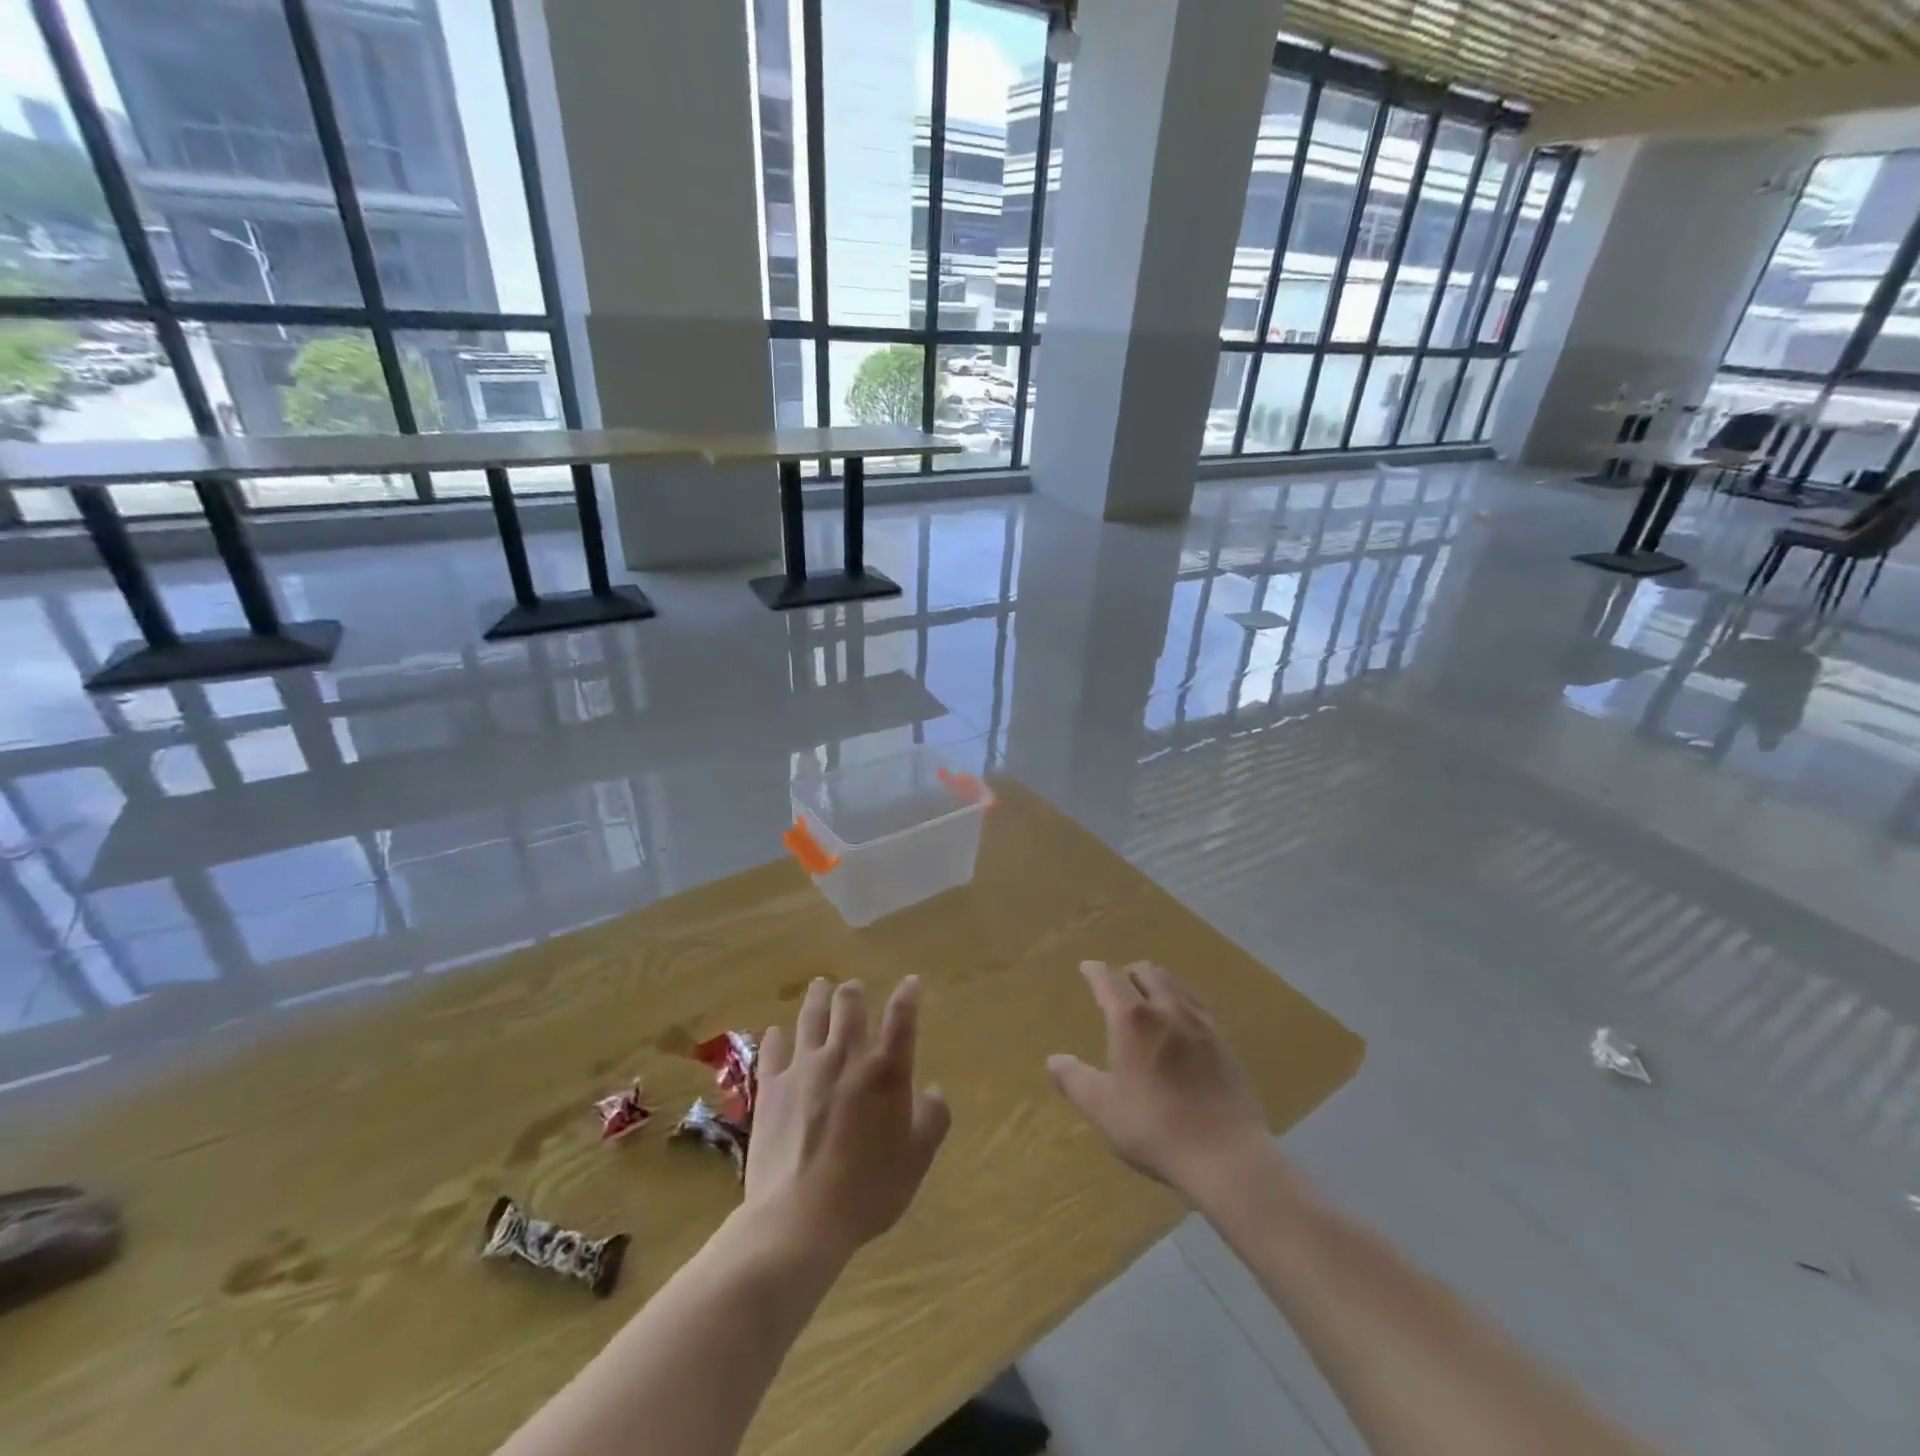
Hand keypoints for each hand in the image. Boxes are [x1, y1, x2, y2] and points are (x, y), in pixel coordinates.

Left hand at [744, 976, 950, 1263]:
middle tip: (854, 987)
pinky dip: (776, 1037)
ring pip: (811, 1016)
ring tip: (820, 985)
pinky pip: (772, 1050)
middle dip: (854, 992)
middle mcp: (845, 1056)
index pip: (901, 1017)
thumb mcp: (918, 1157)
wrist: (801, 1218)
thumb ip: (933, 1117)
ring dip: (818, 997)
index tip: (911, 983)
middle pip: (849, 1006)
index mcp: (886, 1069)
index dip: (908, 995)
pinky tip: (776, 1032)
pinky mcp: (771, 1087)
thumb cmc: (869, 1188)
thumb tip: (933, 1090)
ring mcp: (804, 1068)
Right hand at [1048, 961, 1269, 1198]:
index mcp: (1131, 1019)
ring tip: (1149, 998)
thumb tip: (1054, 1060)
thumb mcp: (1103, 1109)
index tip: (1087, 968)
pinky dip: (1181, 999)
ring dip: (1157, 981)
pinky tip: (1181, 1020)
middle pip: (1146, 972)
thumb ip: (1075, 1080)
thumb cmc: (1155, 1128)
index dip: (1095, 971)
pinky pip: (1197, 1003)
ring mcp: (1199, 1022)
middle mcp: (1166, 1009)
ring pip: (1175, 983)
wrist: (1226, 1155)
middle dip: (1128, 973)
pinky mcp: (1223, 1041)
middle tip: (1118, 988)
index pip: (1109, 980)